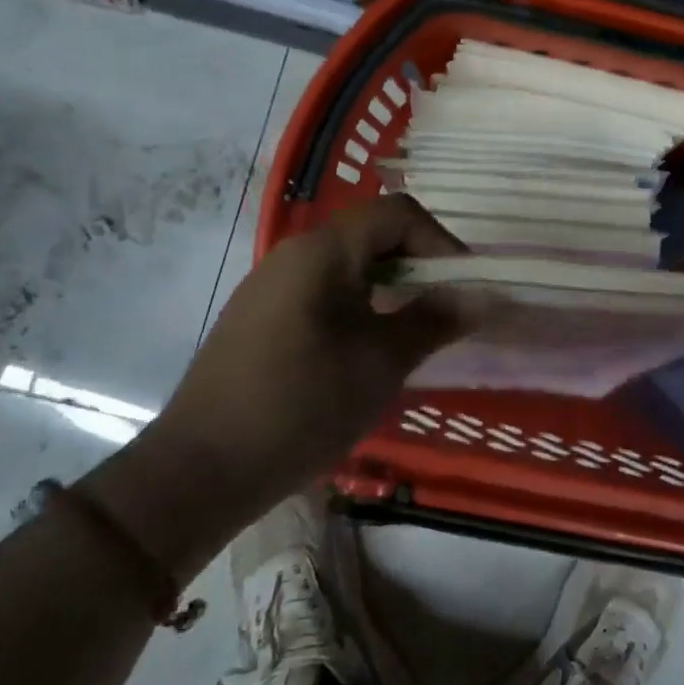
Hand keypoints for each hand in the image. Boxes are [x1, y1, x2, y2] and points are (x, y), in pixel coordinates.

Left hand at [89, 196, 469, 577]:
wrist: (199, 471)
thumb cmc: (301, 406)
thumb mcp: (381, 362)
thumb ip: (435, 319)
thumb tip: (484, 295)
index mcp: (323, 251)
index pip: (398, 213)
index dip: (441, 241)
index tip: (465, 287)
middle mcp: (294, 254)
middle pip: (372, 233)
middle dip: (419, 263)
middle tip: (447, 309)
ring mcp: (271, 285)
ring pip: (348, 264)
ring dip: (390, 286)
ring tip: (413, 330)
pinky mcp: (259, 317)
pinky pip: (323, 291)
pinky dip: (359, 305)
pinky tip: (366, 350)